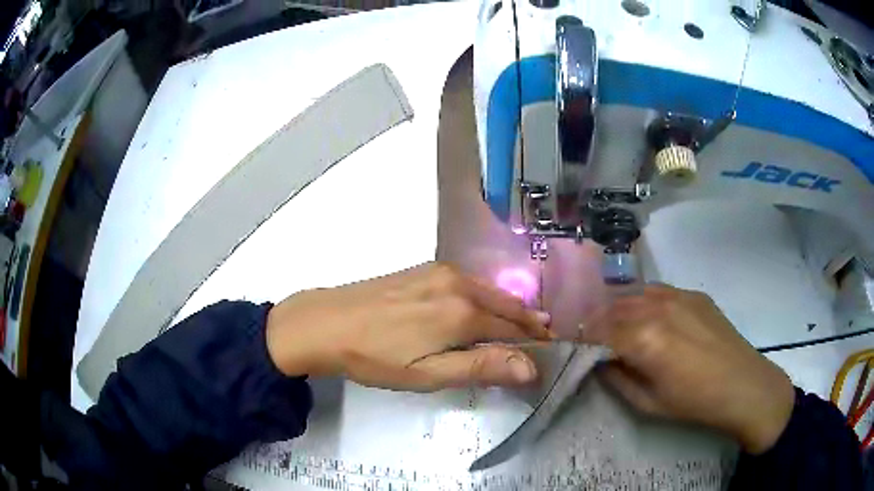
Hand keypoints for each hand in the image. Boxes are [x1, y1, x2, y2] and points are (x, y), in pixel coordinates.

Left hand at [266, 262, 552, 391]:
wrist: (325, 323)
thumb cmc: (376, 357)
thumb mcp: (428, 373)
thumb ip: (481, 366)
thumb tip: (530, 367)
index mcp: (463, 312)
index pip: (513, 327)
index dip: (534, 340)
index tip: (551, 349)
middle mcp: (458, 284)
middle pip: (505, 304)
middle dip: (528, 320)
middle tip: (545, 335)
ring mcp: (439, 272)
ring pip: (488, 290)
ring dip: (508, 307)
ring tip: (523, 324)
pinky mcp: (423, 270)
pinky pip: (468, 282)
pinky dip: (485, 296)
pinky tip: (483, 306)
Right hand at [584, 285, 794, 453]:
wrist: (743, 385)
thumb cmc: (693, 403)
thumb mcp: (646, 403)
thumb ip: (617, 379)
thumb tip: (600, 361)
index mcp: (644, 339)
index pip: (598, 331)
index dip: (581, 339)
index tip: (574, 348)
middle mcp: (657, 308)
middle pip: (613, 308)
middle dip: (596, 323)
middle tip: (592, 340)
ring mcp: (678, 296)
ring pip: (635, 294)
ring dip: (620, 310)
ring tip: (618, 328)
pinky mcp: (694, 294)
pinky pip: (659, 291)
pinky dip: (644, 302)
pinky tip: (650, 318)